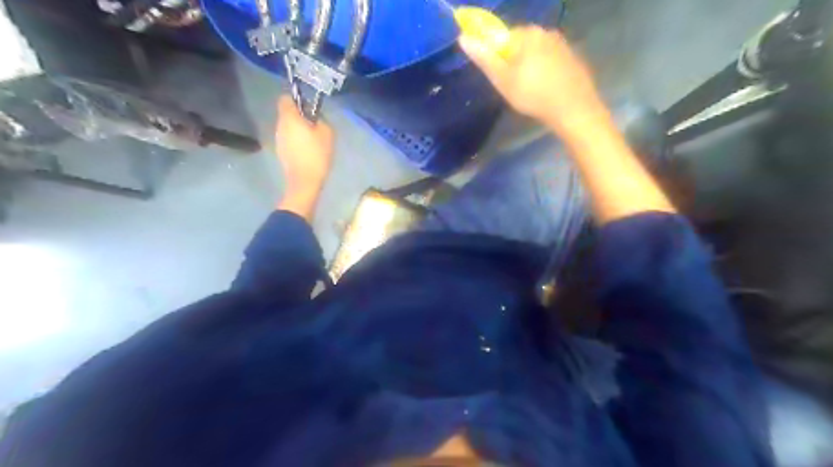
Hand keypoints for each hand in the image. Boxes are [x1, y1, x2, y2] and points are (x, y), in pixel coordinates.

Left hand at [275, 95, 333, 220]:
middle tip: (316, 126)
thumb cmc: (316, 154)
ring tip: (314, 141)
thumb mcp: (327, 133)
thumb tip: (316, 119)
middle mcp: (280, 125)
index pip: (285, 98)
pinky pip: (289, 140)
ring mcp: (278, 140)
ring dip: (299, 130)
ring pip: (288, 128)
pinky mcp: (280, 152)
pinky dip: (297, 142)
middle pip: (287, 114)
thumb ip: (321, 120)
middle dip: (300, 117)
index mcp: (289, 117)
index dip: (297, 100)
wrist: (304, 181)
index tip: (309, 109)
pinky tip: (308, 152)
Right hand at [458, 26, 610, 134]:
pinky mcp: (574, 58)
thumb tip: (463, 38)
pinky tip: (547, 89)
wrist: (573, 109)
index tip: (501, 78)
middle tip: (514, 87)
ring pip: (537, 53)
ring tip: (532, 91)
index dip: (498, 58)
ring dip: (531, 67)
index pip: (503, 37)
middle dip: (515, 62)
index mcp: (527, 34)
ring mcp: (563, 44)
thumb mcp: (503, 80)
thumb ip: (484, 58)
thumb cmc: (533, 95)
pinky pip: (552, 60)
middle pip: (521, 44)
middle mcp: (546, 32)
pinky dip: (546, 71)